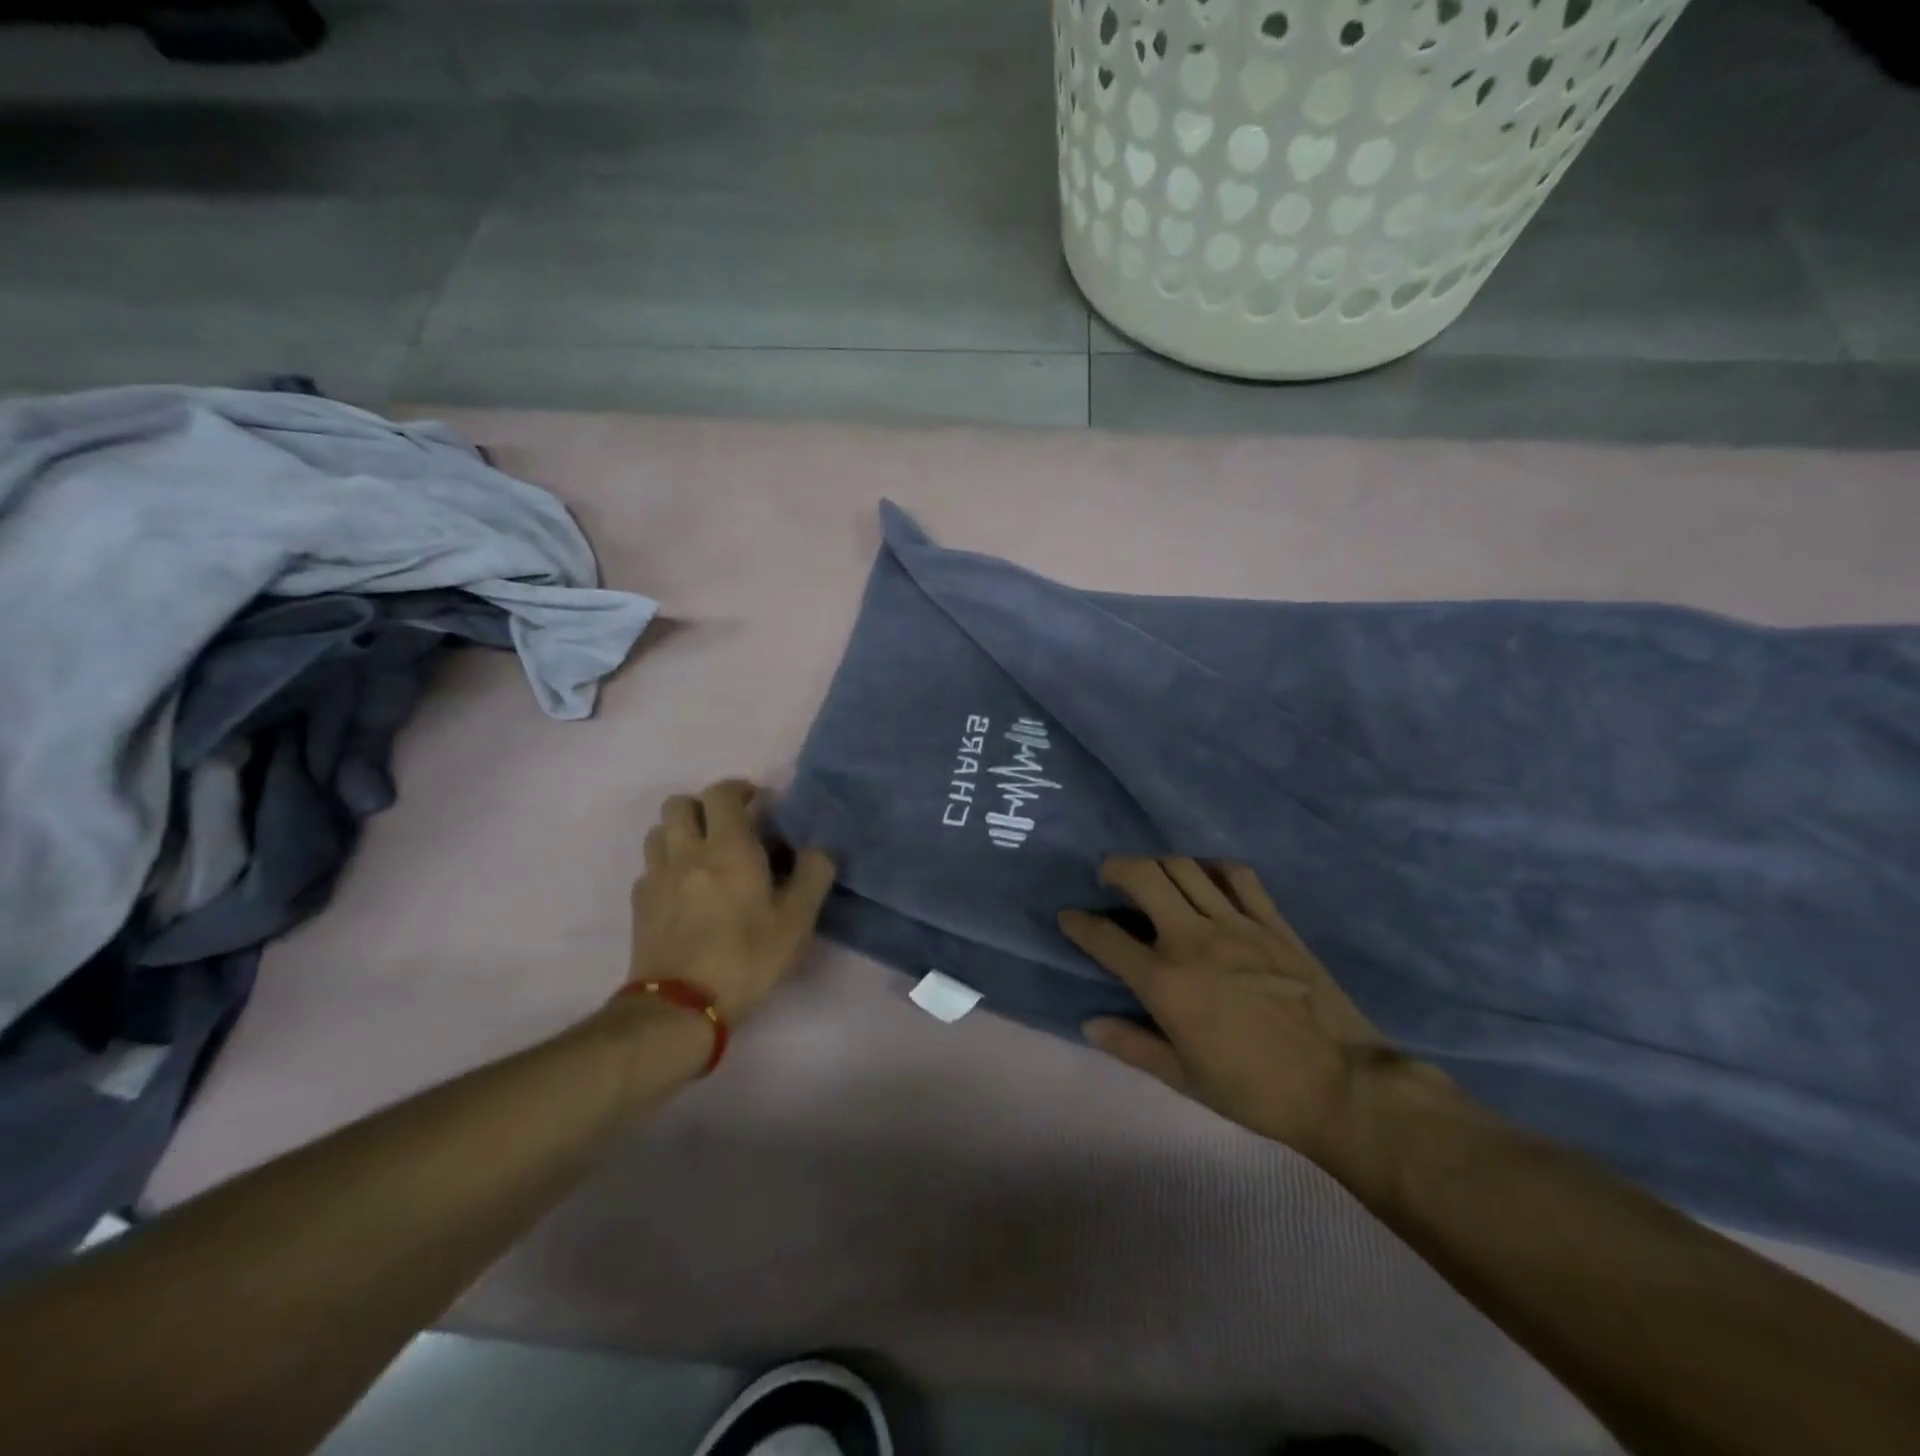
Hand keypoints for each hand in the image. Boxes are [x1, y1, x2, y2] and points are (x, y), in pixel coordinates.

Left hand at [630, 779, 835, 1022]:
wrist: (680, 1007)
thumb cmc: (747, 958)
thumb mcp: (797, 920)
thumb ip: (814, 875)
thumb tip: (818, 849)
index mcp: (728, 847)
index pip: (722, 792)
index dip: (740, 790)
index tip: (759, 805)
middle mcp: (687, 851)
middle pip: (680, 803)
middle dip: (705, 806)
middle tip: (729, 828)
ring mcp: (657, 877)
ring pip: (659, 832)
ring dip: (681, 833)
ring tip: (703, 856)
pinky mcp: (639, 905)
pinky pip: (650, 868)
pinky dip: (666, 867)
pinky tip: (684, 892)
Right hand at [1060, 857, 1433, 1180]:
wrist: (1342, 1086)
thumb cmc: (1255, 1090)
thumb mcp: (1184, 1079)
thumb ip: (1132, 1045)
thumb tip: (1090, 1022)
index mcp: (1165, 982)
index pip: (1105, 938)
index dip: (1079, 923)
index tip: (1069, 916)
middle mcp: (1193, 940)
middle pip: (1144, 876)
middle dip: (1116, 867)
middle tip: (1109, 876)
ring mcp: (1236, 925)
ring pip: (1185, 868)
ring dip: (1159, 863)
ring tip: (1154, 875)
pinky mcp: (1272, 922)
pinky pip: (1238, 876)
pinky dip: (1213, 869)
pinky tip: (1207, 879)